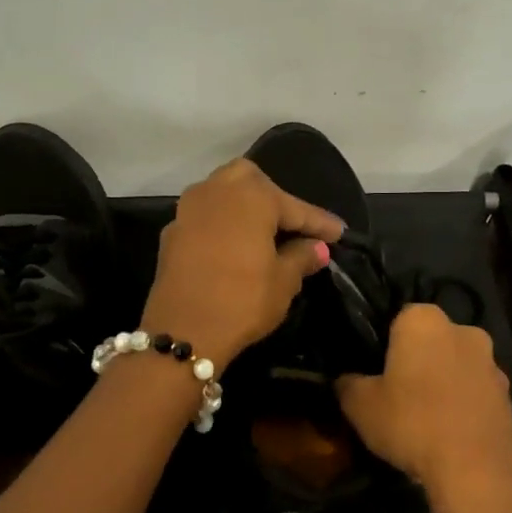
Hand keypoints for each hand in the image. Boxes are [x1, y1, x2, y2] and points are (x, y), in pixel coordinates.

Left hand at [142, 159, 344, 369]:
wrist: (183, 331)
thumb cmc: (242, 301)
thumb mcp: (283, 282)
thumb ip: (301, 257)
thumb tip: (316, 248)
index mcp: (251, 196)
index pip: (294, 207)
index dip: (319, 223)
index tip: (339, 233)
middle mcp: (216, 191)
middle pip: (251, 181)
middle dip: (274, 199)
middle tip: (293, 226)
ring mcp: (188, 210)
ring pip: (222, 195)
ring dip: (244, 209)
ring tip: (264, 235)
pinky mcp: (172, 233)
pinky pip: (205, 219)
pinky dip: (223, 227)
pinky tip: (234, 248)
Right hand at [337, 303, 511, 506]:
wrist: (477, 469)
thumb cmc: (411, 422)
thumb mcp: (359, 406)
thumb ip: (348, 384)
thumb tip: (345, 380)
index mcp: (424, 320)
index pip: (397, 318)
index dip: (384, 345)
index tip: (374, 373)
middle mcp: (464, 330)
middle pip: (431, 342)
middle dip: (417, 362)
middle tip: (396, 395)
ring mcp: (492, 363)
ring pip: (455, 367)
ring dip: (442, 384)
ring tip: (424, 420)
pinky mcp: (509, 396)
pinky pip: (475, 394)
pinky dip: (462, 406)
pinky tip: (448, 435)